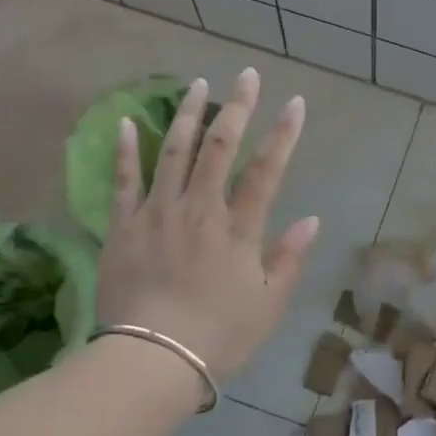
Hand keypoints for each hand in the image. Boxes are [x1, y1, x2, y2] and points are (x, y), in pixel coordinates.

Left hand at [96, 69, 317, 381]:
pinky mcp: (123, 227)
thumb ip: (289, 259)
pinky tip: (125, 121)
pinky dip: (126, 150)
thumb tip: (312, 219)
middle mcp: (199, 210)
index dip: (283, 134)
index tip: (295, 103)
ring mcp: (157, 213)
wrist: (152, 360)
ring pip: (173, 152)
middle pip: (220, 148)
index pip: (266, 170)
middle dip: (237, 107)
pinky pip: (124, 181)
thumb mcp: (269, 305)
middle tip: (247, 74)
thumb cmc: (219, 336)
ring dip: (187, 115)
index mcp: (238, 229)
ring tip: (197, 84)